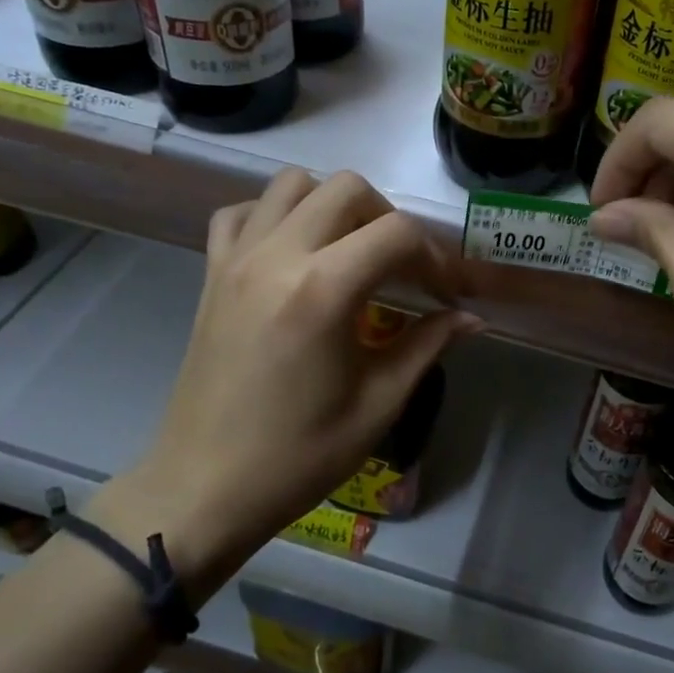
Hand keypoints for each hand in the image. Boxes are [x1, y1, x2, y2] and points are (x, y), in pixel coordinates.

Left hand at [96, 170, 480, 592]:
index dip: (435, 257)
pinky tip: (293, 254)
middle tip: (401, 268)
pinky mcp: (211, 273)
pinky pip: (242, 213)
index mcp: (323, 290)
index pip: (397, 232)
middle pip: (346, 187)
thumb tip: (470, 318)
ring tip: (350, 253)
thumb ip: (427, 345)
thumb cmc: (298, 455)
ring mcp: (237, 259)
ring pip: (292, 184)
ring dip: (332, 206)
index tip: (445, 294)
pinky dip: (274, 216)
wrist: (203, 488)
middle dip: (388, 218)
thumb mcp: (378, 404)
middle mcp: (277, 256)